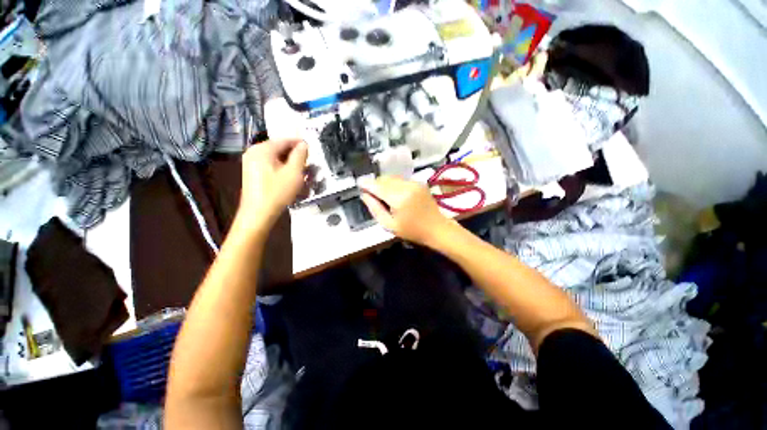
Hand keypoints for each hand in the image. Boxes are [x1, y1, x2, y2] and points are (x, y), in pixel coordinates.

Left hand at [239, 138, 307, 227]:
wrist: (258, 213)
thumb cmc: (277, 192)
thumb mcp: (294, 173)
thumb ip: (300, 156)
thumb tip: (303, 144)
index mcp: (262, 149)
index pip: (285, 140)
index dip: (300, 144)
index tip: (312, 150)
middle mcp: (254, 151)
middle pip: (279, 148)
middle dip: (294, 154)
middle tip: (308, 163)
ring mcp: (251, 162)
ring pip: (275, 157)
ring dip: (289, 162)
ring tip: (301, 170)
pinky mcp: (252, 172)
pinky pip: (270, 164)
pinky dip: (281, 167)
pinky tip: (289, 176)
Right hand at [359, 176, 451, 246]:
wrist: (437, 228)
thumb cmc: (412, 231)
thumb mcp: (389, 225)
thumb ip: (375, 208)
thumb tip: (364, 195)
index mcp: (398, 198)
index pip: (377, 186)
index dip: (366, 184)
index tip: (358, 184)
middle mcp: (406, 186)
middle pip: (384, 179)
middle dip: (375, 184)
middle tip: (371, 194)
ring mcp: (414, 183)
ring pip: (392, 178)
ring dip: (384, 184)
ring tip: (383, 195)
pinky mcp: (419, 183)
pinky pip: (401, 180)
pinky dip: (394, 184)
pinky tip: (394, 194)